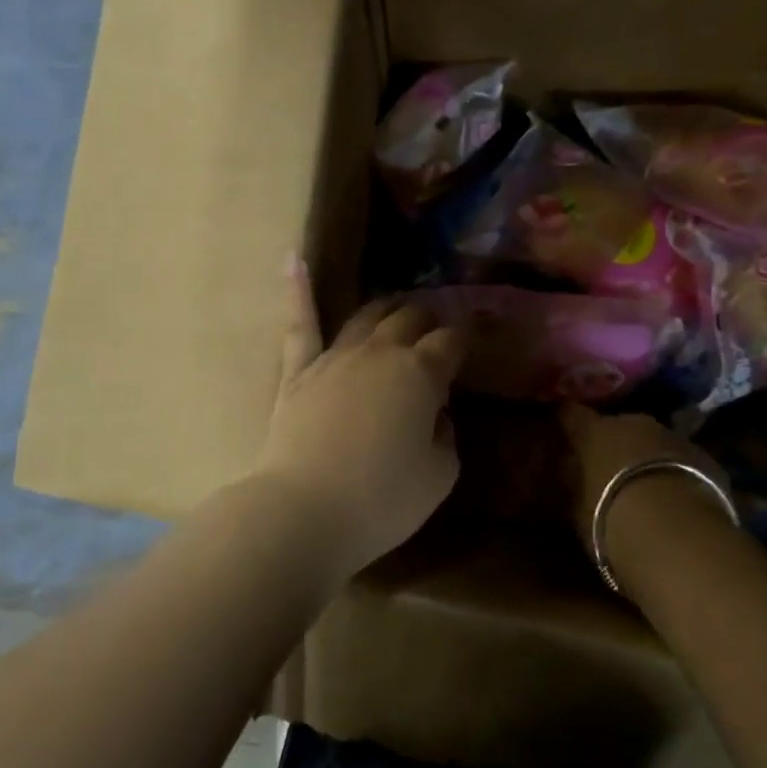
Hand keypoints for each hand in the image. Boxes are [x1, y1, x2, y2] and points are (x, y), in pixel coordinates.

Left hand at [251, 262, 464, 582]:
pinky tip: (292, 257)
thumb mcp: (439, 475)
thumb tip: (436, 413)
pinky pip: (299, 324)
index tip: (474, 335)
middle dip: (429, 316)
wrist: (305, 510)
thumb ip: (445, 435)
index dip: (465, 336)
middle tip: (438, 321)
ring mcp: (335, 357)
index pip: (451, 342)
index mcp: (420, 374)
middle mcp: (380, 352)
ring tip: (398, 303)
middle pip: (410, 319)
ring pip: (366, 317)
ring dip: (387, 306)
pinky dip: (297, 288)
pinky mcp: (297, 372)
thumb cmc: (382, 499)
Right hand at [559, 405, 733, 575]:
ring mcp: (674, 437)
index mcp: (595, 430)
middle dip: (614, 444)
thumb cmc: (610, 518)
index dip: (566, 422)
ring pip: (654, 442)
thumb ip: (573, 484)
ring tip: (644, 487)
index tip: (561, 431)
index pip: (571, 414)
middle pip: (619, 426)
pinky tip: (676, 500)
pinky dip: (676, 474)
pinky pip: (683, 462)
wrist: (677, 534)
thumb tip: (568, 473)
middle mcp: (634, 423)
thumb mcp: (576, 507)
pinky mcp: (707, 459)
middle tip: (607, 468)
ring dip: (647, 458)